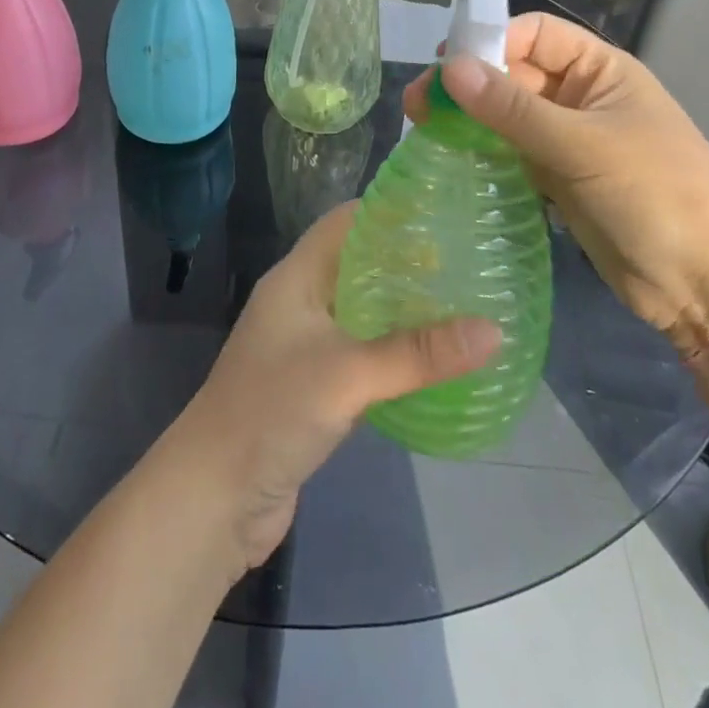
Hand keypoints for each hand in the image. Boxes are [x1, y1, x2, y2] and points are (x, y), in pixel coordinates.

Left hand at [167, 202, 499, 570]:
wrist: (215, 498)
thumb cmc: (271, 413)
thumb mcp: (347, 375)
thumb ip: (417, 353)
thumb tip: (493, 330)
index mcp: (296, 278)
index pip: (345, 222)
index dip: (389, 210)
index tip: (443, 209)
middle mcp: (300, 302)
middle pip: (358, 264)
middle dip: (407, 260)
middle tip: (467, 259)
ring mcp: (305, 346)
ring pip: (362, 312)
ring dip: (403, 309)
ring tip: (463, 303)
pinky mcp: (314, 387)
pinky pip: (362, 354)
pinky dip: (394, 351)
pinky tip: (434, 360)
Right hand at [403, 12, 708, 349]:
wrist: (706, 283)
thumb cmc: (656, 194)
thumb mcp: (583, 145)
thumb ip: (513, 109)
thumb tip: (449, 68)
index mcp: (599, 70)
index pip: (533, 34)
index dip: (489, 40)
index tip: (444, 65)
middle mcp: (580, 97)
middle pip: (513, 74)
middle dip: (468, 84)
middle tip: (419, 105)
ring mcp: (568, 140)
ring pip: (507, 116)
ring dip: (469, 118)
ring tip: (423, 129)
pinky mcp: (557, 179)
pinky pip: (511, 153)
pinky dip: (482, 152)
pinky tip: (450, 158)